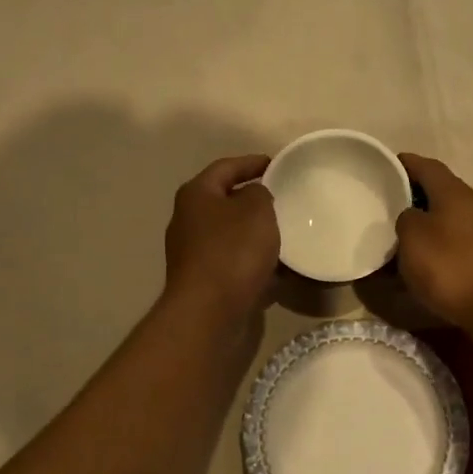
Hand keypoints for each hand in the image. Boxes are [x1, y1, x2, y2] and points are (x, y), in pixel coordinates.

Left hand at [163, 155, 279, 318]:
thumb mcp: (257, 210)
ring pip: (230, 235)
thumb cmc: (233, 251)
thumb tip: (254, 197)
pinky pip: (233, 264)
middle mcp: (188, 221)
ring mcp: (193, 254)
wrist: (209, 311)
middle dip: (251, 200)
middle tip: (281, 199)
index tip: (276, 164)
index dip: (251, 162)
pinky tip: (276, 270)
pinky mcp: (204, 282)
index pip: (225, 167)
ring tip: (284, 234)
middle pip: (224, 201)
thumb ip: (259, 194)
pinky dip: (253, 263)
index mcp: (196, 195)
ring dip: (254, 234)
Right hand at [395, 154, 472, 329]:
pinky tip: (427, 261)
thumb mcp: (413, 238)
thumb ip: (406, 219)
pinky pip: (458, 241)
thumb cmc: (450, 266)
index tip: (385, 166)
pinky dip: (440, 245)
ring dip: (428, 224)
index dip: (404, 164)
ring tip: (403, 237)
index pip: (426, 166)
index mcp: (454, 192)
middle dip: (415, 196)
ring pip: (450, 218)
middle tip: (388, 206)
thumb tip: (412, 217)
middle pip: (440, 191)